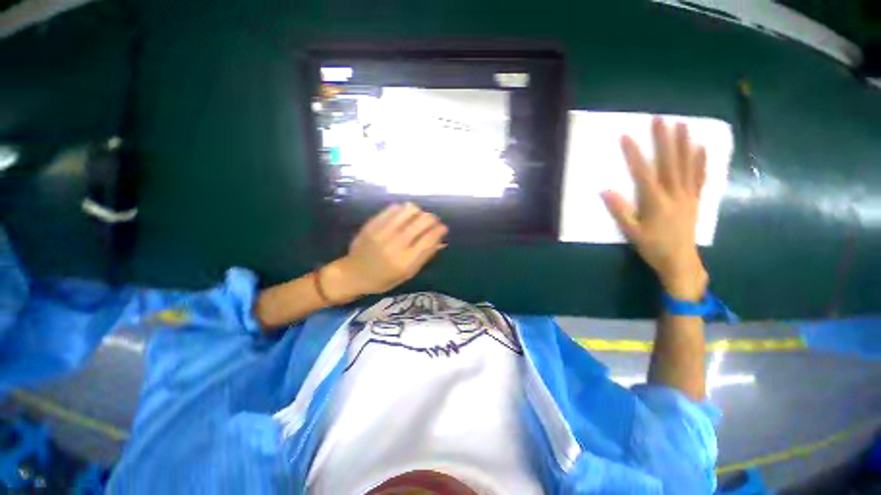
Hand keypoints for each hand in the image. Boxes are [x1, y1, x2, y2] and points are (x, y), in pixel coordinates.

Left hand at [322, 203, 447, 302]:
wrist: (353, 273)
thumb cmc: (384, 279)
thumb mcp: (407, 274)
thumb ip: (425, 256)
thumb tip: (441, 240)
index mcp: (405, 262)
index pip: (429, 239)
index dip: (439, 230)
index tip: (443, 227)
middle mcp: (395, 245)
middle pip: (421, 222)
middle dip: (432, 218)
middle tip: (433, 221)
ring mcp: (382, 232)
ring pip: (409, 210)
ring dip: (418, 212)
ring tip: (418, 217)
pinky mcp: (372, 224)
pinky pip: (393, 208)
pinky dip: (403, 209)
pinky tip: (404, 215)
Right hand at [601, 117, 708, 299]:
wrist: (680, 261)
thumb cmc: (653, 247)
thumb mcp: (631, 232)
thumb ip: (620, 211)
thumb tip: (605, 190)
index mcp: (655, 202)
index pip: (643, 172)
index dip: (634, 154)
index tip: (626, 136)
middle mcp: (674, 194)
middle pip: (669, 162)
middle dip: (663, 139)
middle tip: (660, 118)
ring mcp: (688, 195)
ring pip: (686, 165)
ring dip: (684, 143)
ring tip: (682, 124)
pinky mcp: (695, 200)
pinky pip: (700, 177)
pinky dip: (701, 161)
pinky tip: (701, 147)